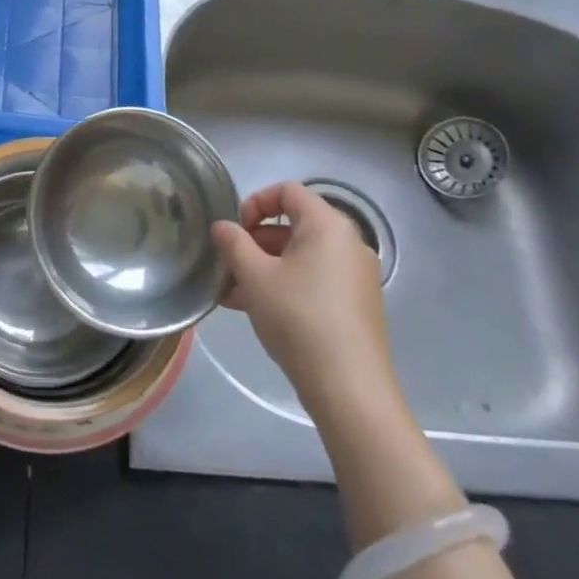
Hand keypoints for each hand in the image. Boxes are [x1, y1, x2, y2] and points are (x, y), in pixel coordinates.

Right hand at [211, 182, 399, 415]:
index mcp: (328, 225)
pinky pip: (314, 280)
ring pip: (300, 257)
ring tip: (230, 294)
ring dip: (264, 268)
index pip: (288, 191)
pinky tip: (254, 311)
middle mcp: (348, 243)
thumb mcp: (254, 277)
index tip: (234, 230)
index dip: (255, 202)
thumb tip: (222, 226)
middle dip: (254, 242)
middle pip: (294, 225)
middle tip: (227, 265)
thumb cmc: (298, 318)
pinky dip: (285, 286)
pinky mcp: (355, 305)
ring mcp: (355, 276)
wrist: (349, 387)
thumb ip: (233, 243)